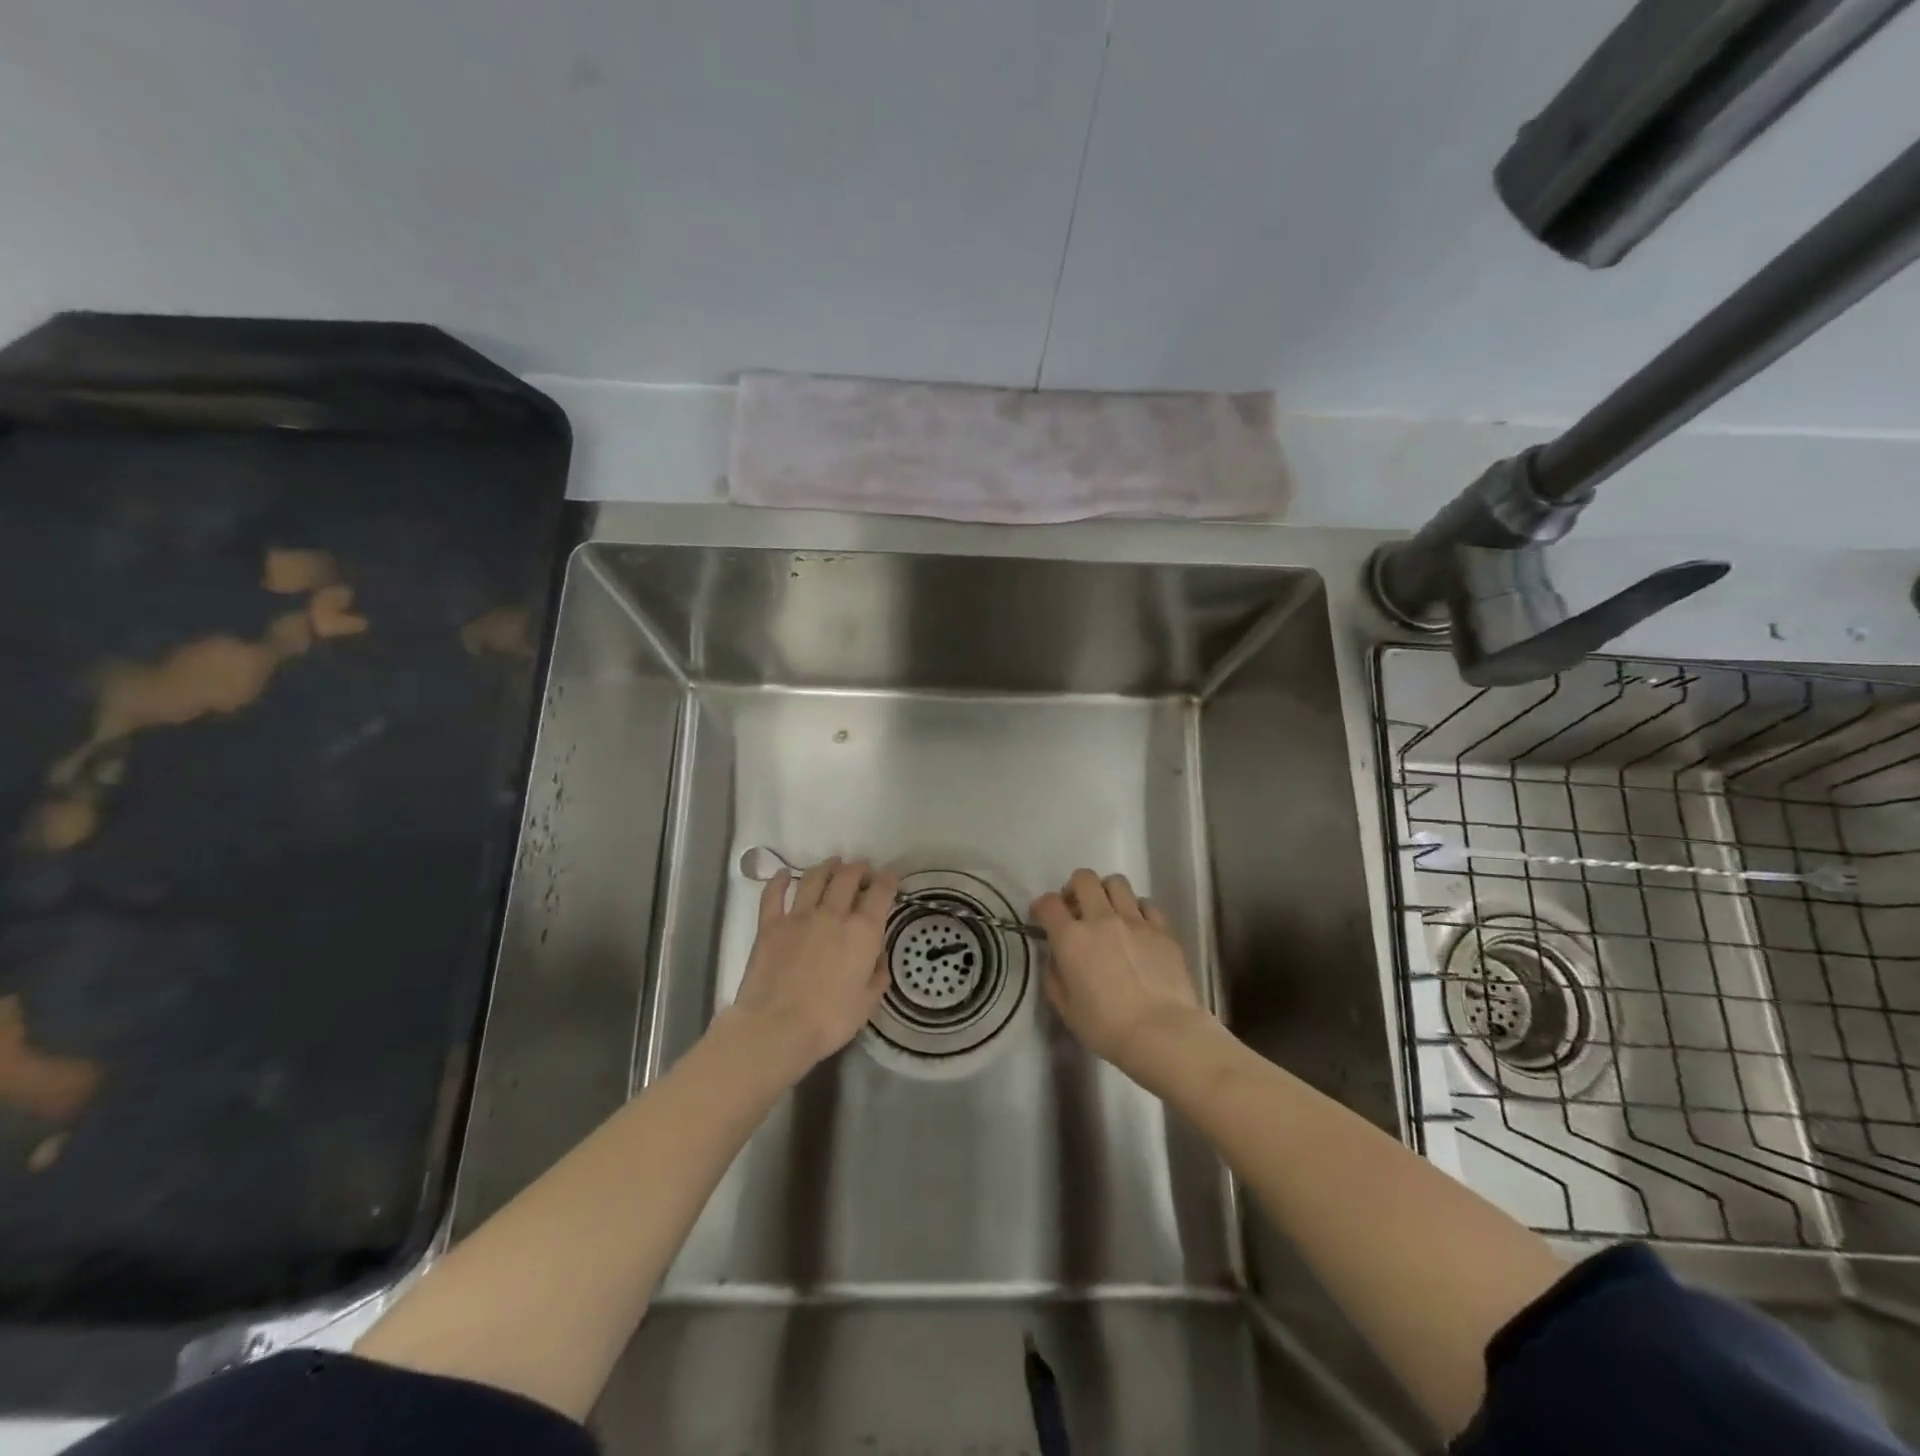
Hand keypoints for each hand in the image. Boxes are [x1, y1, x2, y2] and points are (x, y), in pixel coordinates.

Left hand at [726, 857, 897, 1076]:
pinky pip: (773, 894)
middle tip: (862, 869)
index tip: (892, 873)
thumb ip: (877, 976)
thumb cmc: (829, 1021)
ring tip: (833, 864)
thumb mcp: (867, 1003)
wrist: (777, 1028)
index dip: (889, 878)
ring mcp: (799, 916)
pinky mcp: (770, 925)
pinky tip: (784, 874)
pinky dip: (779, 880)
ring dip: (827, 866)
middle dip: (859, 868)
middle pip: (848, 877)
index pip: (881, 892)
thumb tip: (878, 957)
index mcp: (863, 932)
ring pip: (814, 878)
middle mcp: (833, 914)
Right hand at [1031, 869, 1211, 1079]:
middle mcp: (1101, 919)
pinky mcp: (1162, 929)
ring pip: (1117, 882)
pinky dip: (1137, 910)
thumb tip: (1058, 959)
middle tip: (1076, 908)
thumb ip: (1055, 977)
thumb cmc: (1107, 1028)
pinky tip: (1137, 928)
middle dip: (1074, 888)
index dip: (1041, 906)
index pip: (1048, 903)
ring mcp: (1135, 921)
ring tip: (1108, 912)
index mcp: (1071, 938)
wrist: (1162, 1034)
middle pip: (1084, 879)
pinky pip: (1146, 904)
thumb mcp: (1066, 1009)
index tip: (1042, 916)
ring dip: (1106, 892)